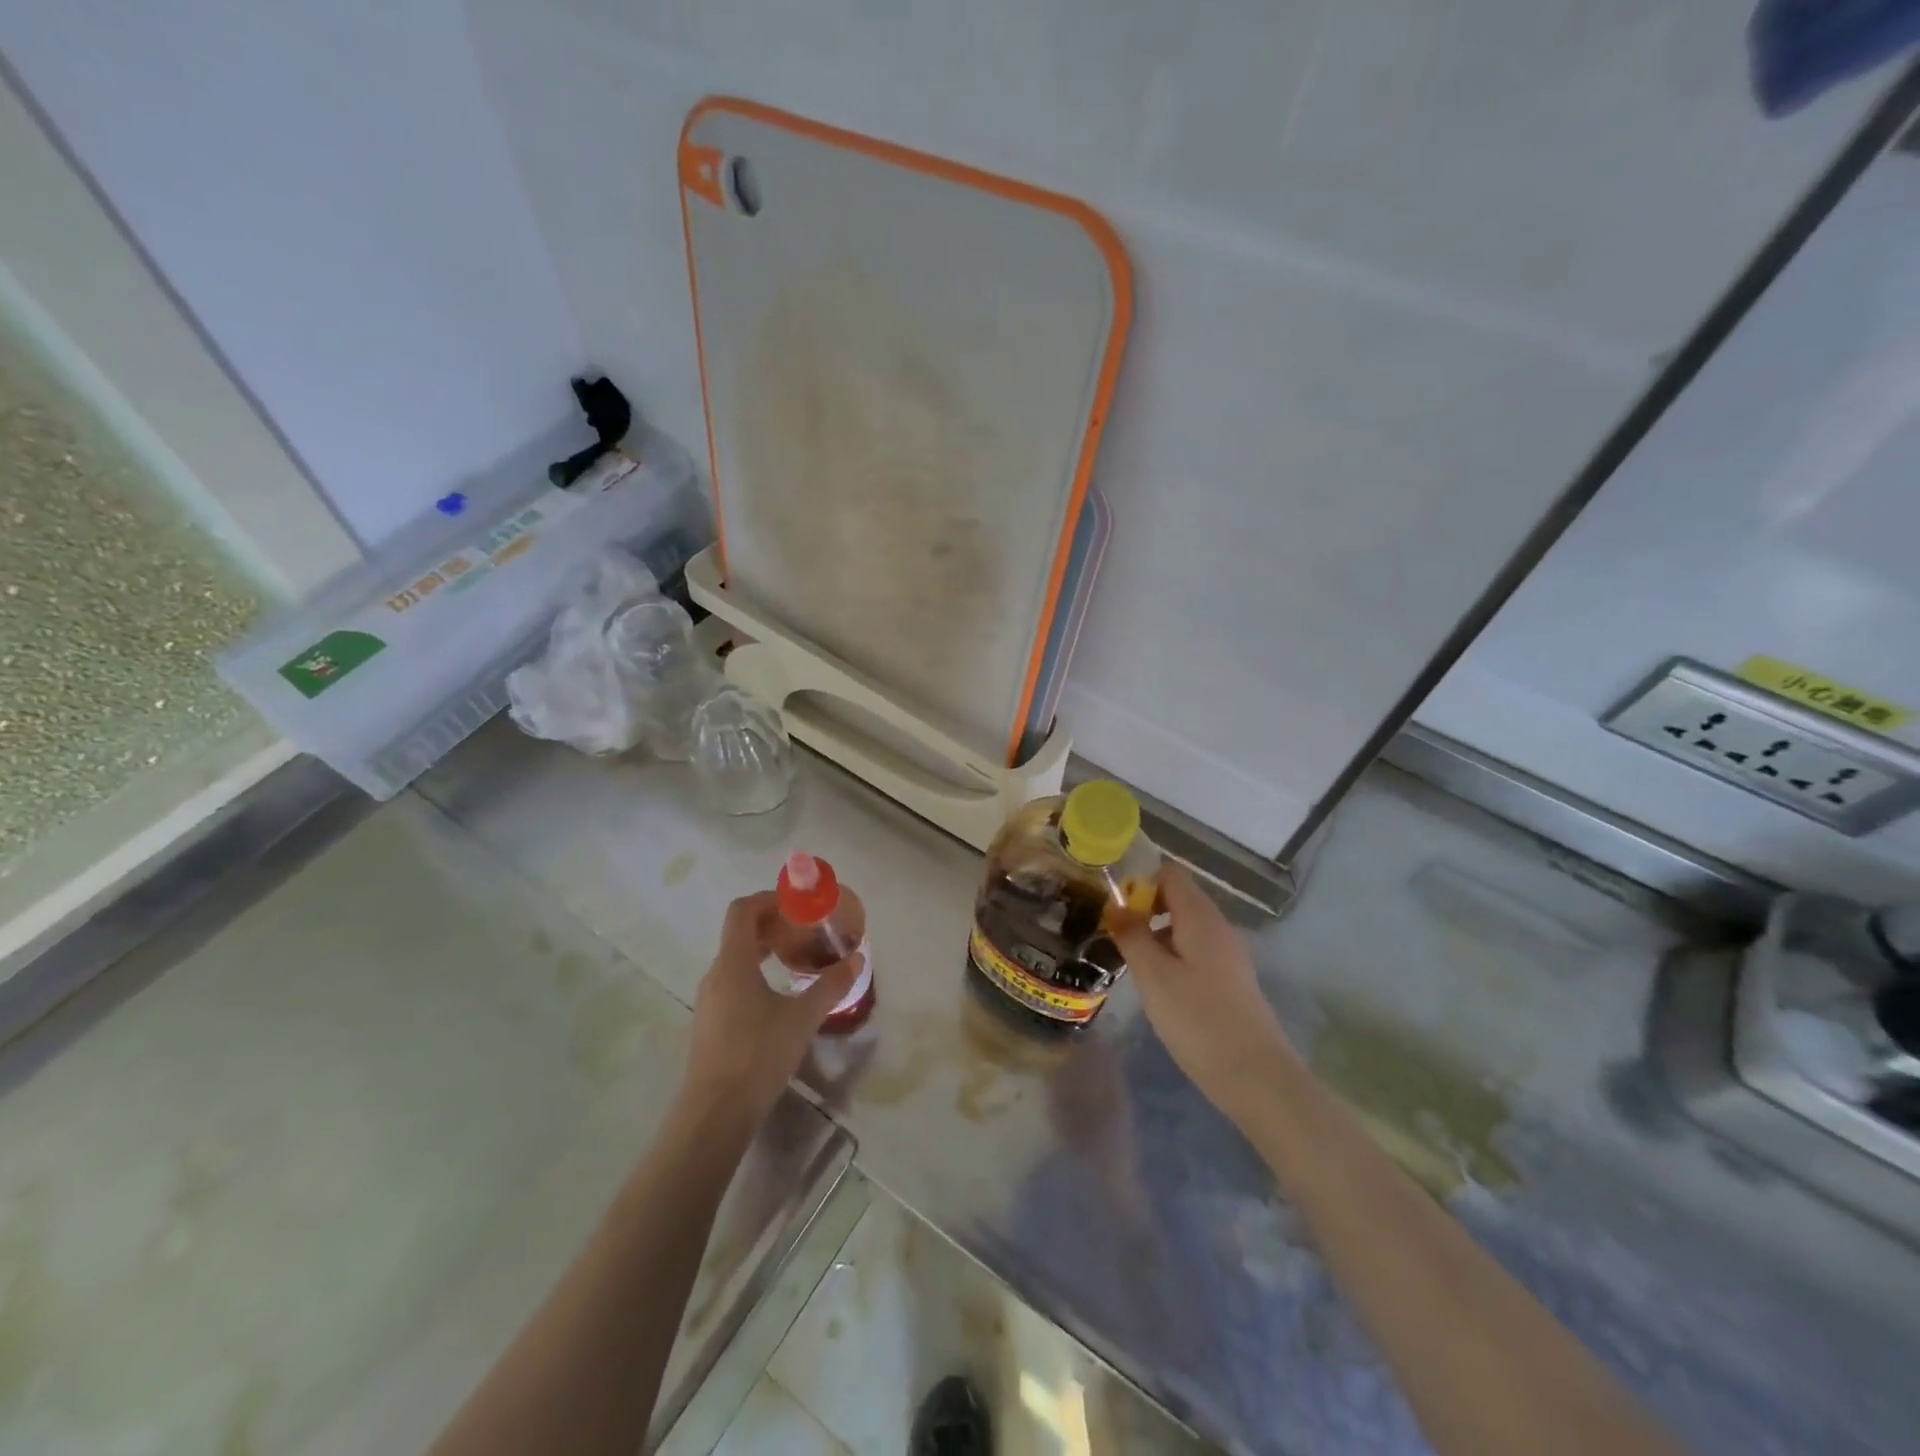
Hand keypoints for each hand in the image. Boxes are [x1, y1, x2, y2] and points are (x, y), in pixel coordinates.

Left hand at [679, 892, 859, 1132]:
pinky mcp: (711, 1024)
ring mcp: (709, 1001)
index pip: (742, 910)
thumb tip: (856, 960)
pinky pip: (732, 983)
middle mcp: (715, 974)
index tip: (796, 905)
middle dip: (772, 925)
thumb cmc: (758, 1054)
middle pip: (739, 933)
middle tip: (804, 932)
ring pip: (735, 960)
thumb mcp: (803, 1018)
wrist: (715, 1113)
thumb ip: (830, 985)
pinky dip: (755, 975)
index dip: (768, 899)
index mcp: (733, 963)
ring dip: (764, 951)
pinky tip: (779, 997)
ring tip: (796, 961)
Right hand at [1110, 863, 1303, 1127]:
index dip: (1140, 880)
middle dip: (1144, 908)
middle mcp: (1218, 926)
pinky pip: (1196, 950)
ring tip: (1130, 962)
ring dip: (1156, 934)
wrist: (1256, 1077)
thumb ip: (1132, 935)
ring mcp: (1228, 954)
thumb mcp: (1153, 976)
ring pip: (1185, 926)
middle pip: (1178, 897)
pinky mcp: (1231, 979)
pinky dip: (1172, 955)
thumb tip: (1116, 904)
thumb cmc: (1198, 1020)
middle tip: (1116, 934)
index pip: (1170, 873)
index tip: (1114, 906)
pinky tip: (1158, 986)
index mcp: (1201, 917)